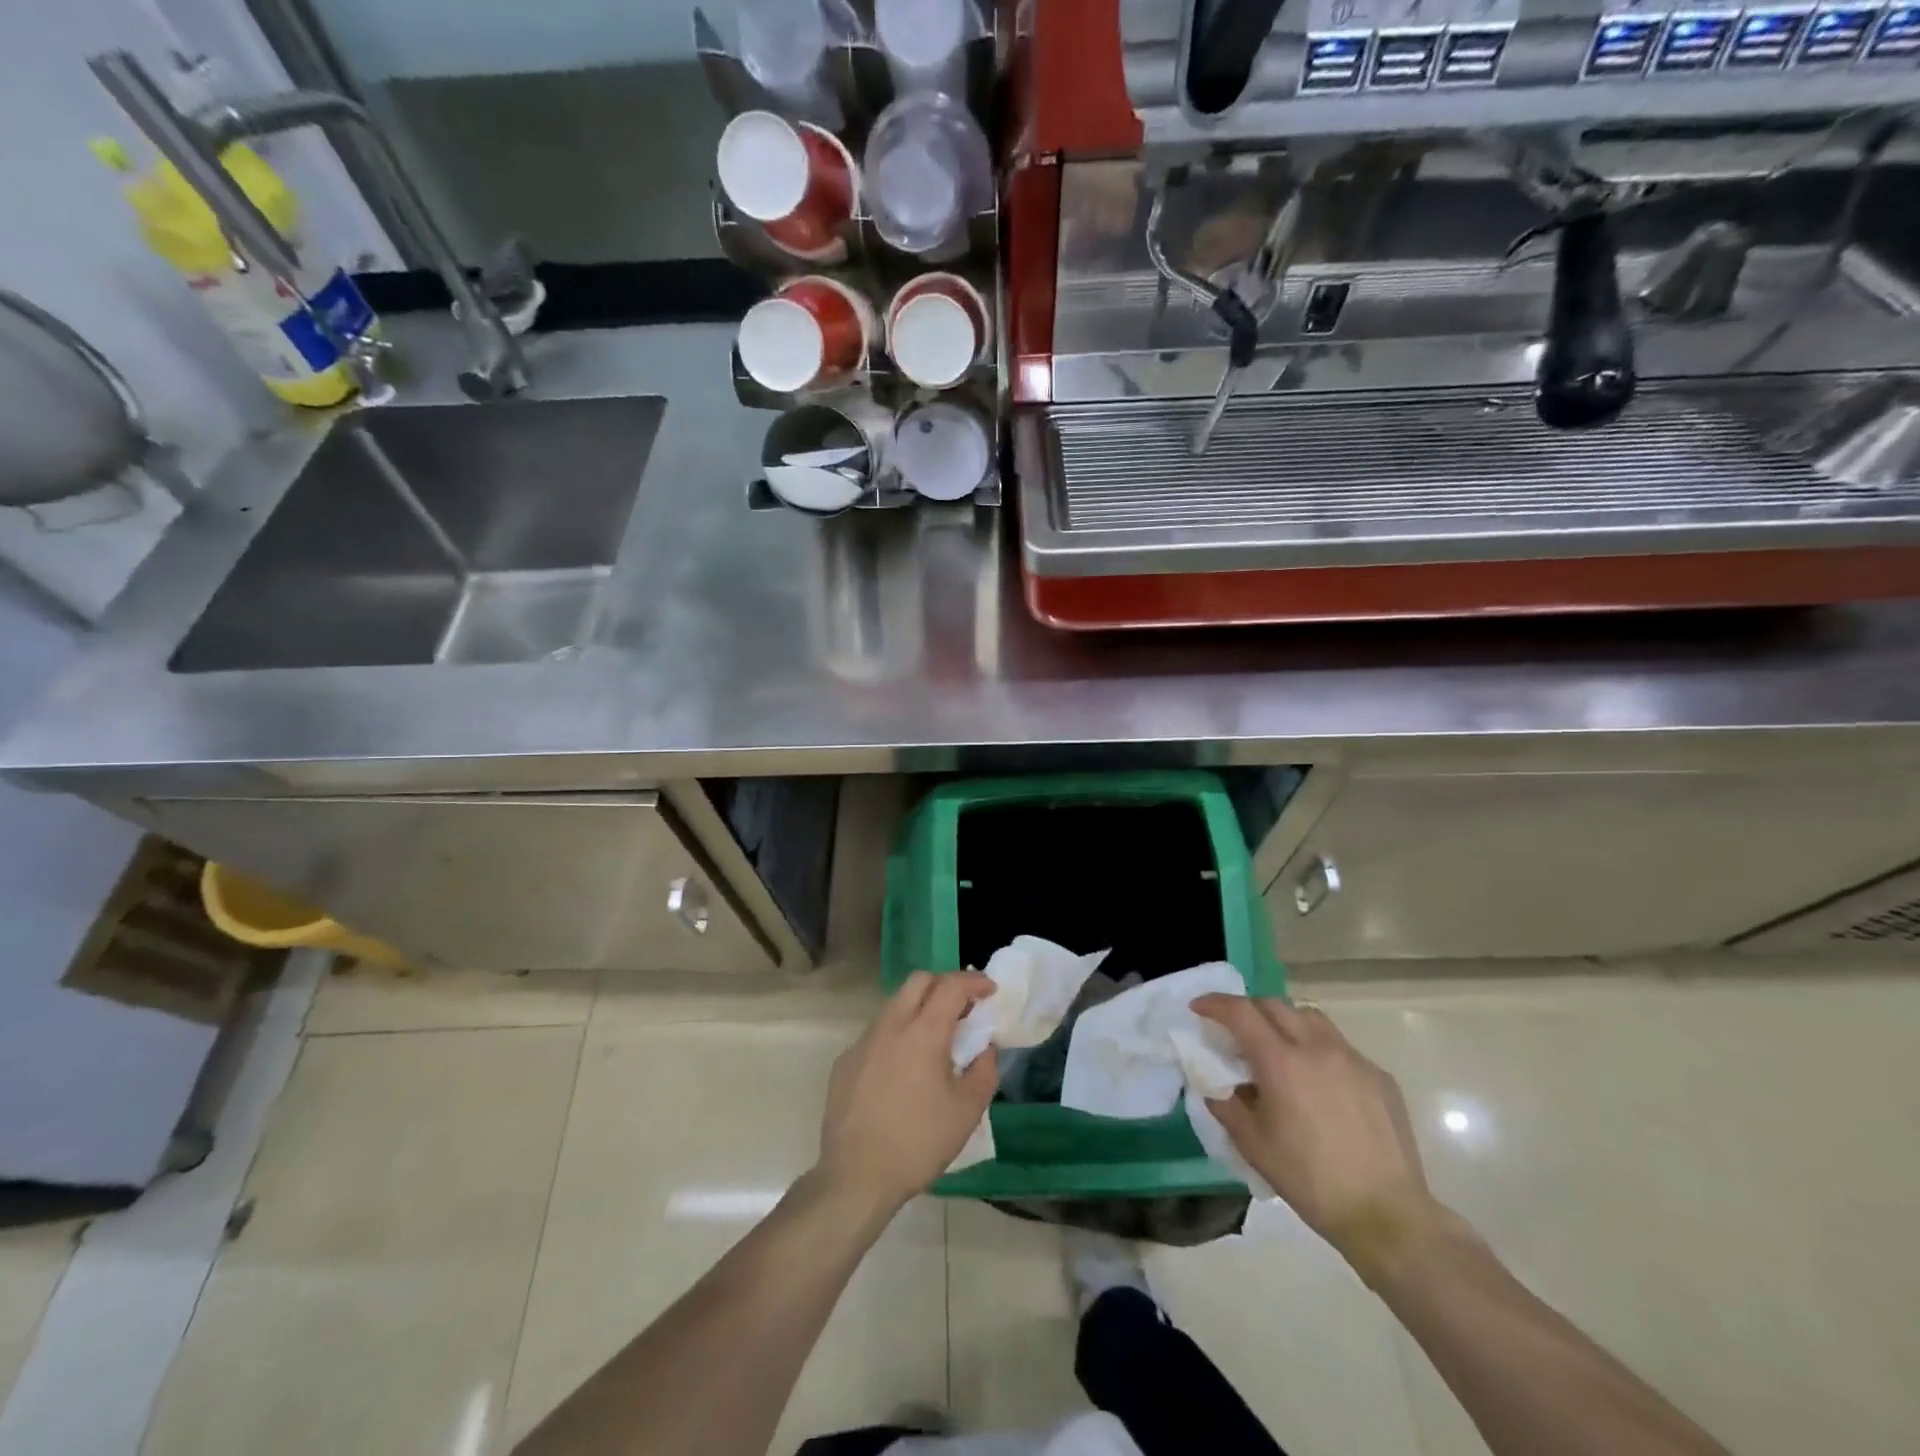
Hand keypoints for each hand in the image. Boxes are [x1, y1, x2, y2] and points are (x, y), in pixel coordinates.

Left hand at [815, 971, 997, 1213]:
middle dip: (945, 984)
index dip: (974, 981)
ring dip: (919, 1007)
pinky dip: (898, 1034)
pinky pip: (877, 1033)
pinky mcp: (845, 1061)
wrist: (856, 1177)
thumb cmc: (918, 1143)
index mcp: (922, 1033)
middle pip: (918, 981)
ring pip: (894, 1004)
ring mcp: (863, 1041)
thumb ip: (984, 1071)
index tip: (990, 991)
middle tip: (963, 1007)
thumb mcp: (967, 1112)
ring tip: (935, 1037)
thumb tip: (984, 1049)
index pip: (951, 986)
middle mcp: (890, 1026)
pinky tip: (904, 1068)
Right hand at [1194, 995, 1438, 1282]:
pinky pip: (1339, 1046)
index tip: (1198, 1008)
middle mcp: (1316, 1047)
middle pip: (1274, 1005)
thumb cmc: (1310, 1180)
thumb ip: (1226, 1105)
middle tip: (1236, 1031)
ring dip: (1285, 1022)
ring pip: (1310, 1017)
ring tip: (1279, 1048)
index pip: (1240, 1012)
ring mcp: (1352, 1058)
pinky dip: (1318, 1049)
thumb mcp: (1253, 1145)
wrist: (1387, 1215)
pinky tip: (1319, 1083)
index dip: (1214, 1004)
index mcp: (1281, 1061)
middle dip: (1248, 1010)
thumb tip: (1216, 1084)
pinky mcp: (1378, 1076)